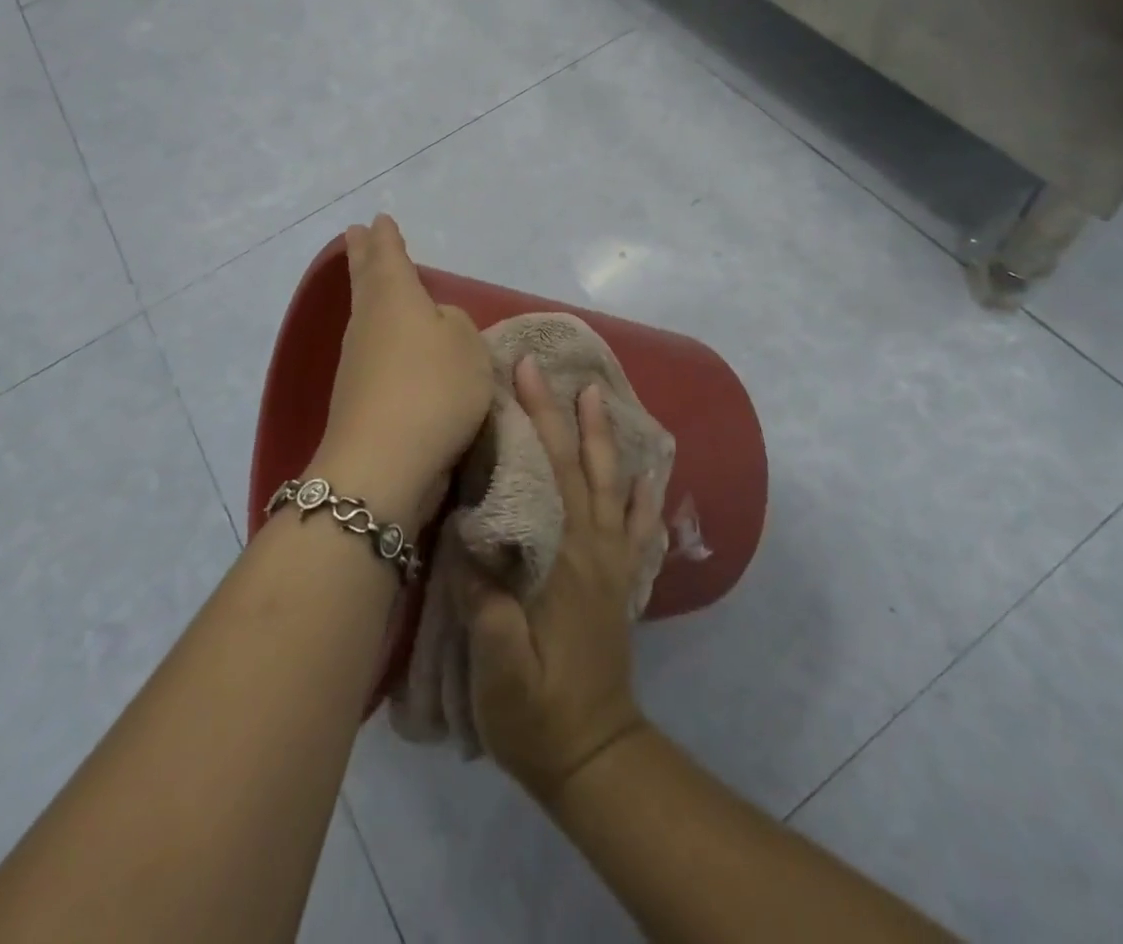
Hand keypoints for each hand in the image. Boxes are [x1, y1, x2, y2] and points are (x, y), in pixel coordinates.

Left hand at [309, 216, 492, 527]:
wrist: (384, 463)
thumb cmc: (433, 389)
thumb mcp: (468, 347)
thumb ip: (456, 325)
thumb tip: (435, 324)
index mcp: (395, 298)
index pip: (389, 257)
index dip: (387, 238)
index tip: (379, 219)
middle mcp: (369, 322)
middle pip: (365, 280)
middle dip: (363, 255)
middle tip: (355, 232)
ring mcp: (357, 361)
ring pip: (365, 314)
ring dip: (369, 294)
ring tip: (374, 283)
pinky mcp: (357, 397)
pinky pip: (371, 350)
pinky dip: (378, 335)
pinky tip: (391, 344)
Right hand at [460, 355, 661, 803]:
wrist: (594, 755)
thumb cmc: (536, 714)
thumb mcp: (499, 673)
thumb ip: (489, 611)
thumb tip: (471, 542)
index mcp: (561, 560)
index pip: (545, 474)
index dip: (530, 422)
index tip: (515, 378)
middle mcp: (592, 549)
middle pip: (576, 465)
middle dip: (556, 411)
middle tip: (539, 367)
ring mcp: (612, 563)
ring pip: (611, 484)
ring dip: (602, 435)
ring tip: (596, 393)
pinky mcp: (621, 581)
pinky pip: (640, 527)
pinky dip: (646, 493)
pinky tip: (651, 471)